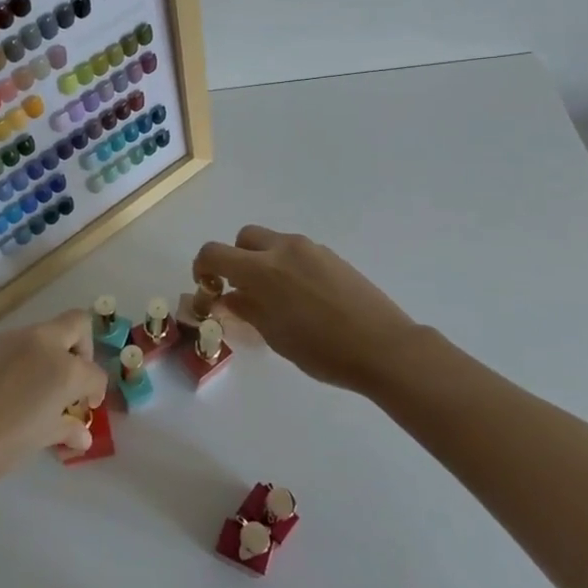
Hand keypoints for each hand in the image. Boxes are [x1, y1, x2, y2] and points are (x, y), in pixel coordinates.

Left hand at [0, 310, 106, 492]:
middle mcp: (42, 343)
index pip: (95, 373)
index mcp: (63, 368)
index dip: (95, 392)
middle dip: (82, 348)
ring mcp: (13, 338)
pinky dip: (26, 358)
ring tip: (38, 392)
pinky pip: (18, 343)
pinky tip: (10, 390)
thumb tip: (81, 433)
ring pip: (45, 333)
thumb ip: (64, 429)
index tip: (86, 408)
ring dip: (52, 353)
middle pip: (77, 325)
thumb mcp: (38, 440)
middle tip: (71, 381)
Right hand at [194, 225, 433, 395]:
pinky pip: (297, 252)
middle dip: (236, 258)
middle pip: (244, 238)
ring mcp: (310, 249)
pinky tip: (304, 298)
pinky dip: (288, 266)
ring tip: (277, 297)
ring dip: (263, 261)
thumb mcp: (275, 336)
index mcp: (261, 269)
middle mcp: (282, 248)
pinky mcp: (332, 256)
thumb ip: (247, 309)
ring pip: (272, 242)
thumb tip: (229, 297)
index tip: (207, 286)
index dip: (203, 266)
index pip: (215, 252)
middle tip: (243, 289)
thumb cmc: (322, 350)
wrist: (384, 347)